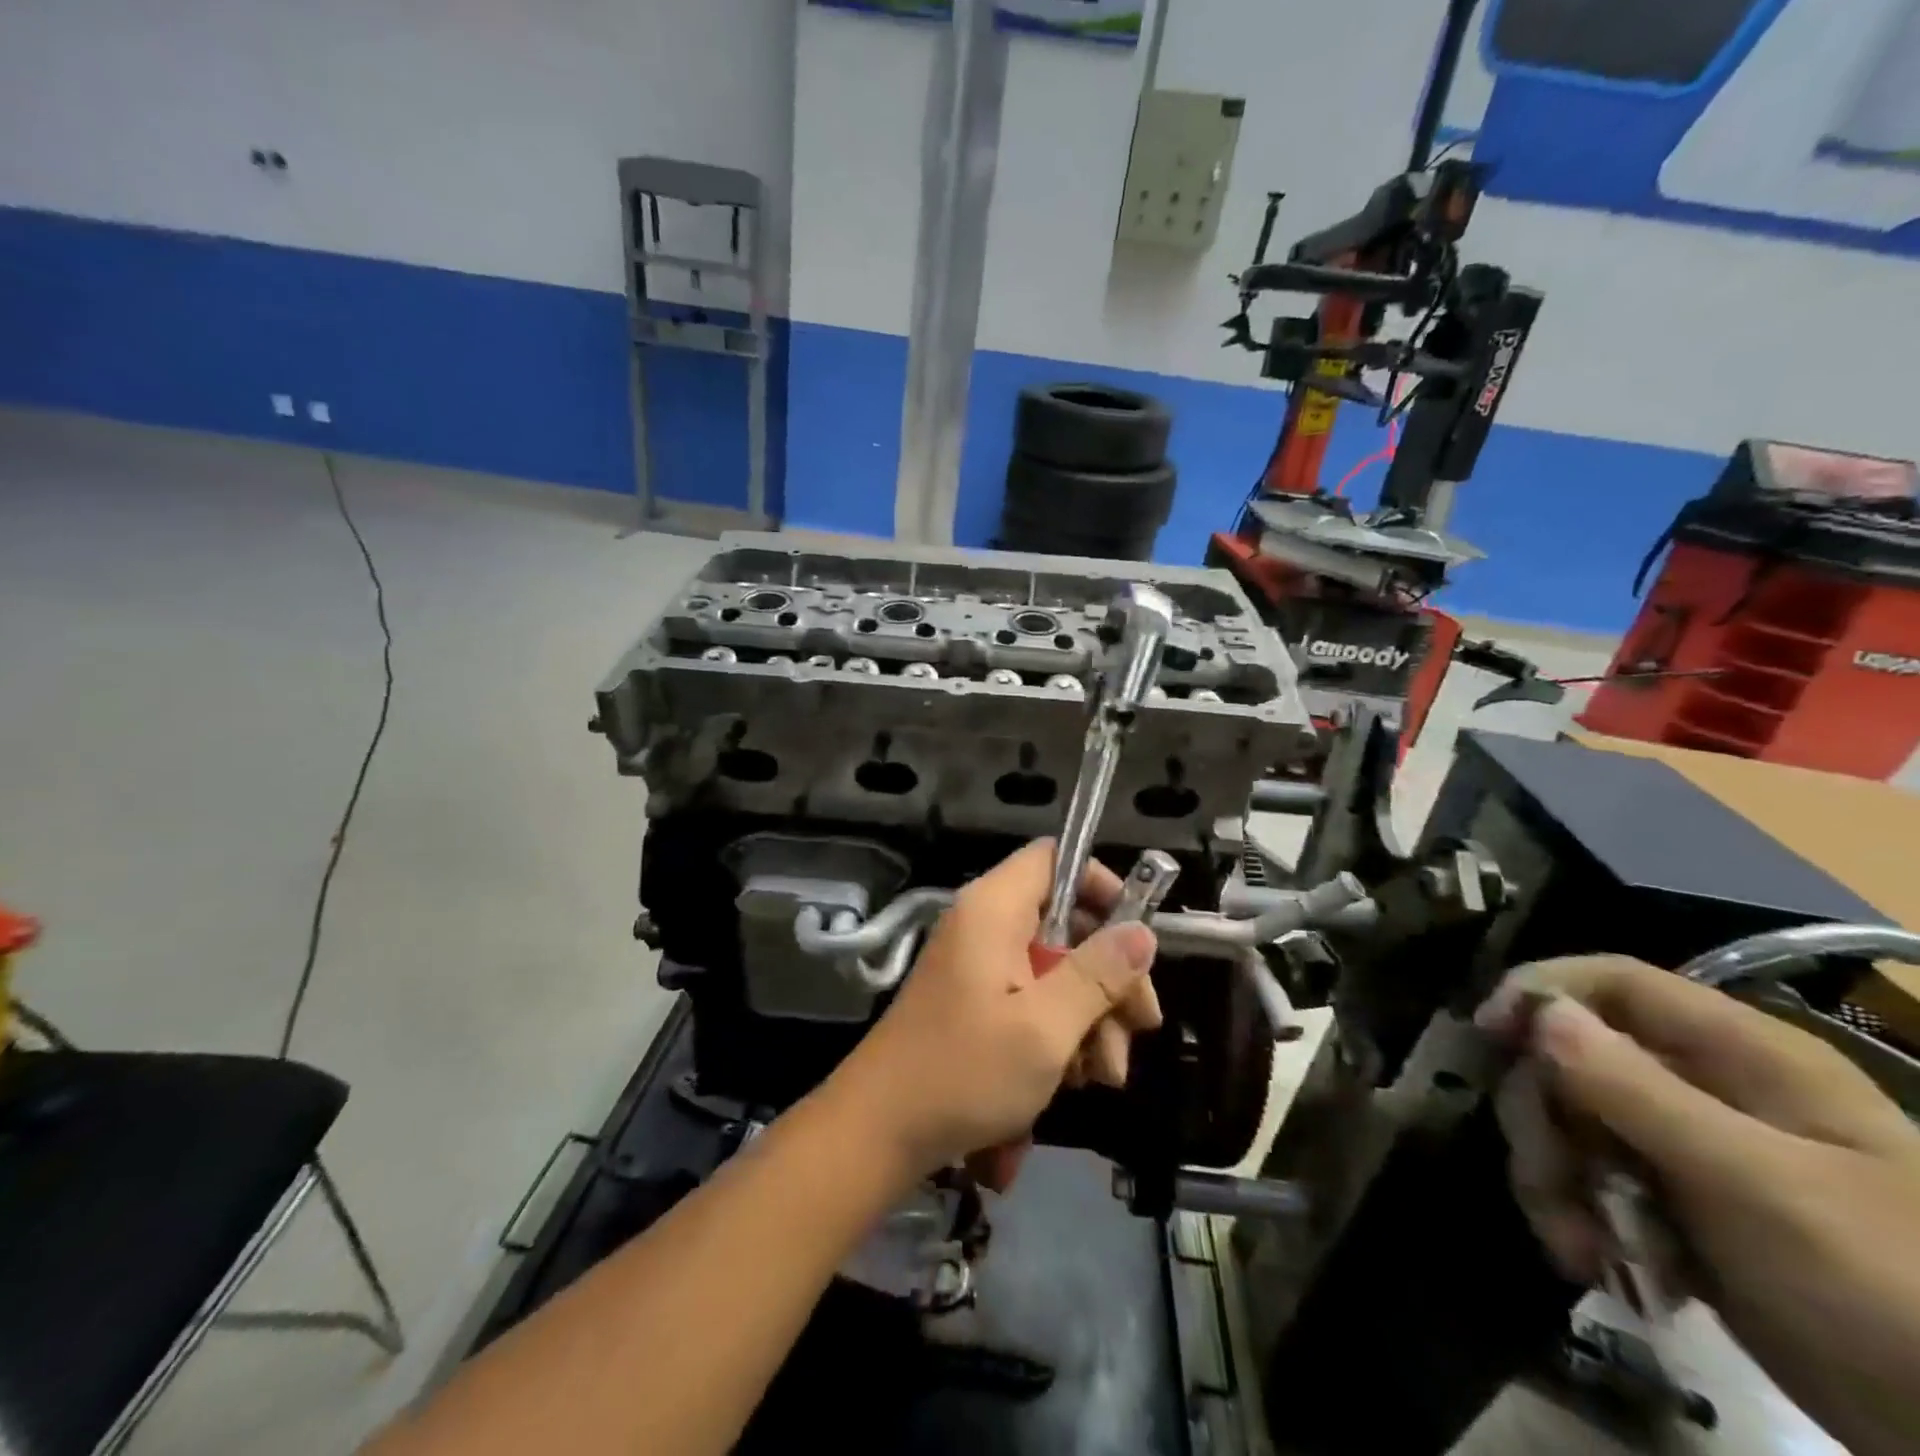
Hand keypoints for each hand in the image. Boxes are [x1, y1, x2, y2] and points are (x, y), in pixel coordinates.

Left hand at [828, 840, 1160, 1187]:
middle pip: (1065, 922)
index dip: (1101, 886)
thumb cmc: (964, 1073)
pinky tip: (1072, 1080)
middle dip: (1107, 975)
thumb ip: (1098, 975)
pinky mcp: (974, 1003)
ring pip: (1054, 969)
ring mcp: (978, 966)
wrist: (878, 1131)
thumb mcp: (1045, 1027)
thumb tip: (1142, 932)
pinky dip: (1058, 1032)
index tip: (1136, 937)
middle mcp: (985, 926)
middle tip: (1138, 1026)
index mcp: (994, 910)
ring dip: (1089, 1016)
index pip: (1054, 859)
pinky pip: (1030, 999)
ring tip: (1104, 1075)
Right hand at [1477, 956, 1919, 1455]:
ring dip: (1553, 1177)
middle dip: (1542, 1117)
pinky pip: (1587, 1179)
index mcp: (1740, 1056)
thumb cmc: (1891, 1288)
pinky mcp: (1673, 1206)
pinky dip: (1576, 1215)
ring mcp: (1686, 1149)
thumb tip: (1540, 1011)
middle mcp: (1702, 1087)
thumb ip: (1639, 1090)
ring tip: (1580, 1248)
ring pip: (1568, 1121)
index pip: (1613, 982)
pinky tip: (1599, 1264)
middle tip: (1550, 1178)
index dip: (1540, 992)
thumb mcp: (1759, 1185)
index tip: (1486, 1034)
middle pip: (1572, 1057)